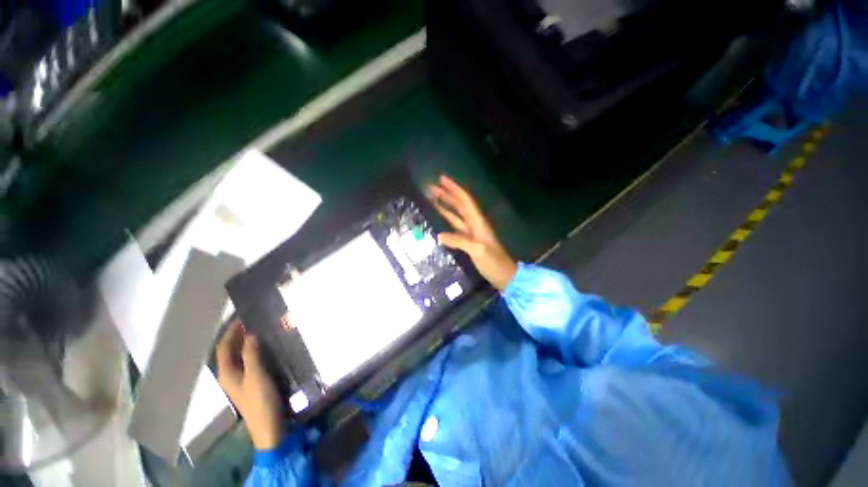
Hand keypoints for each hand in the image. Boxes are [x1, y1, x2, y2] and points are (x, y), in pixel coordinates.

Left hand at [216, 321, 282, 449]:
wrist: (269, 425)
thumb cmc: (260, 400)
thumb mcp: (256, 376)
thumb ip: (251, 354)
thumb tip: (250, 334)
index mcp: (226, 372)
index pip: (224, 347)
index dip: (230, 331)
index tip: (242, 316)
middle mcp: (230, 374)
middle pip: (230, 350)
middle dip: (238, 335)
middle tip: (252, 319)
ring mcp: (241, 379)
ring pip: (241, 355)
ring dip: (247, 342)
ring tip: (260, 329)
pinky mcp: (253, 382)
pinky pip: (250, 361)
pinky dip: (255, 350)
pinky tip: (266, 346)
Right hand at [429, 175, 517, 289]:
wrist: (504, 276)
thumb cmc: (494, 262)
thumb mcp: (478, 251)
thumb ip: (459, 241)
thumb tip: (439, 235)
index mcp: (478, 222)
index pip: (465, 201)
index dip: (454, 189)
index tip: (441, 179)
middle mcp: (474, 224)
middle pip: (459, 205)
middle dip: (446, 195)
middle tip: (431, 188)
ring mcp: (471, 233)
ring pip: (456, 215)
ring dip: (445, 206)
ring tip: (432, 199)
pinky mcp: (468, 242)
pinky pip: (455, 228)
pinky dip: (447, 222)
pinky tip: (438, 222)